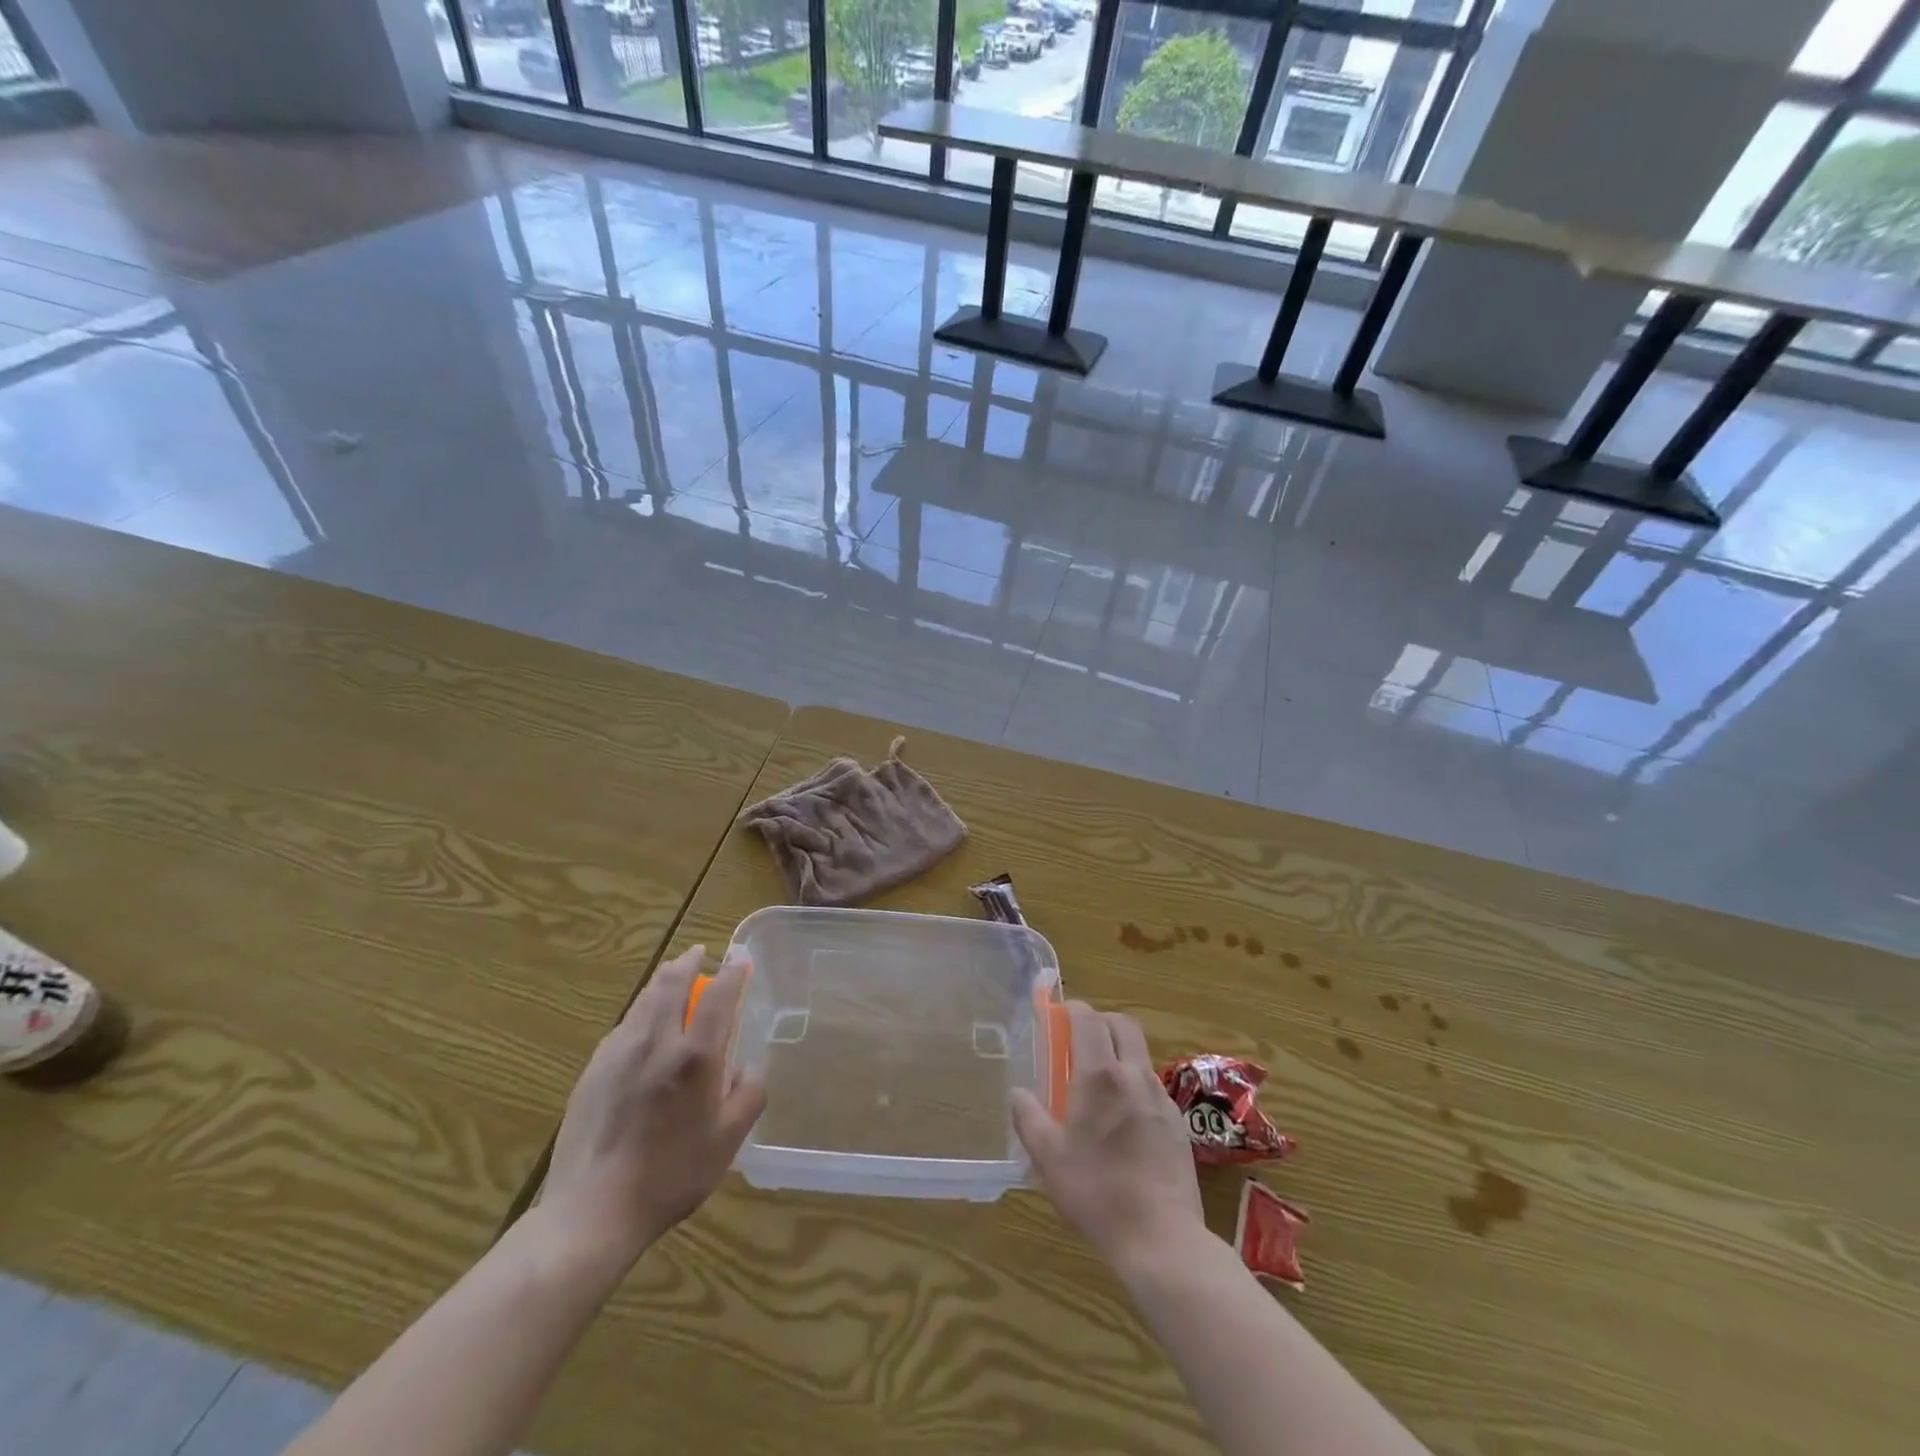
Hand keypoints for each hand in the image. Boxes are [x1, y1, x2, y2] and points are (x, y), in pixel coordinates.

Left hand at [542, 946, 765, 1265]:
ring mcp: (619, 1053)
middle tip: (698, 953)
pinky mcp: (593, 1070)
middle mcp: (657, 1042)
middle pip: (671, 983)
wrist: (591, 1212)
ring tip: (672, 976)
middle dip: (688, 962)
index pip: (718, 996)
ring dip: (662, 981)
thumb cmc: (670, 1176)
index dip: (731, 973)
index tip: (739, 960)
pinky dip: (640, 1012)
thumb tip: (745, 1069)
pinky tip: (642, 1026)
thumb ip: (748, 1096)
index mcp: (695, 1056)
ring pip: (644, 1000)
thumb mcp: (728, 1142)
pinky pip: (623, 1026)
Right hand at [1011, 1001, 1203, 1269]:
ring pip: (1140, 1055)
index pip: (1089, 1019)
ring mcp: (1161, 1098)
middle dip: (1101, 1021)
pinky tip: (1123, 1118)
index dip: (1073, 1009)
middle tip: (1079, 1040)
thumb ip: (1029, 1118)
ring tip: (1098, 1084)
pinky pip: (1152, 1086)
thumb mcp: (1049, 1158)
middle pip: (1123, 1025)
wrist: (1162, 1238)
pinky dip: (1134, 1084)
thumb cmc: (1097, 1192)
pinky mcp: (1178, 1123)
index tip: (1058, 1014)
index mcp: (1100, 1075)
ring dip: (1119, 1053)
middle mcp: (1134, 1075)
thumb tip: (1018, 1093)